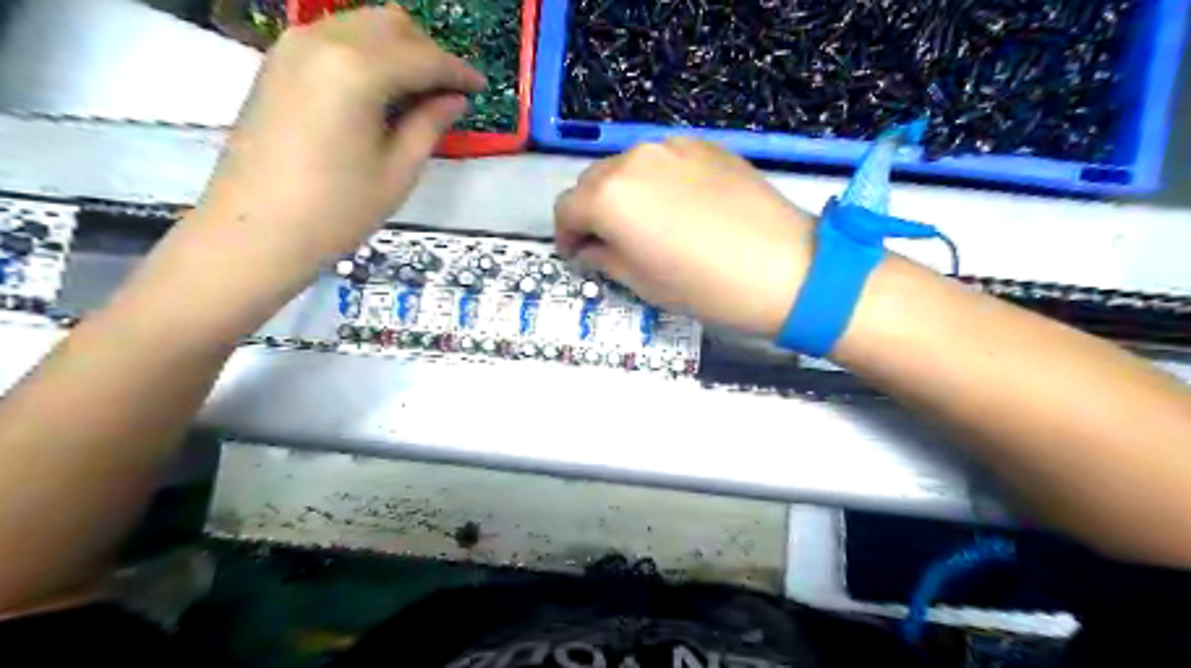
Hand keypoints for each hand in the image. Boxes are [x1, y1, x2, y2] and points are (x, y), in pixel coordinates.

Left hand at [197, 7, 483, 264]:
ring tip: (418, 92)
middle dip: (428, 52)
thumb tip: (454, 98)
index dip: (458, 72)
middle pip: (391, 25)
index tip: (481, 88)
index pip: (423, 57)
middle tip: (449, 91)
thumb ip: (429, 125)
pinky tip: (380, 90)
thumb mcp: (398, 171)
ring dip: (398, 49)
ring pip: (362, 24)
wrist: (256, 230)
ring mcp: (293, 46)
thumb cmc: (337, 209)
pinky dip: (367, 53)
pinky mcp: (278, 61)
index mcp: (357, 70)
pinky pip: (335, 38)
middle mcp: (323, 41)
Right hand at [554, 138, 814, 336]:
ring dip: (623, 194)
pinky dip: (656, 181)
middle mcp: (633, 160)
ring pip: (627, 167)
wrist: (785, 268)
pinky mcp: (704, 145)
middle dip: (592, 212)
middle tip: (609, 242)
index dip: (566, 235)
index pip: (566, 208)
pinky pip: (662, 161)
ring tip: (647, 224)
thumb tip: (589, 248)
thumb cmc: (705, 287)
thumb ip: (603, 258)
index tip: (578, 255)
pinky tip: (680, 208)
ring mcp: (671, 147)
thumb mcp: (642, 283)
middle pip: (592, 182)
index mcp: (609, 197)